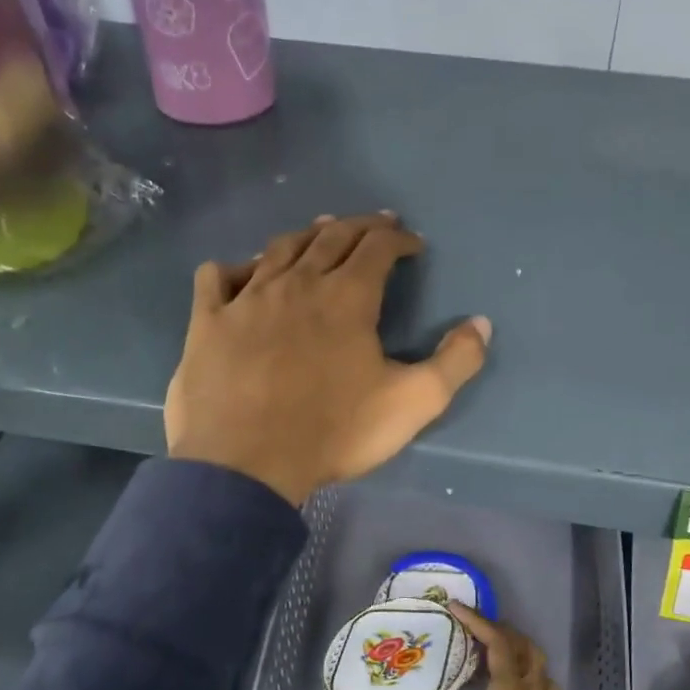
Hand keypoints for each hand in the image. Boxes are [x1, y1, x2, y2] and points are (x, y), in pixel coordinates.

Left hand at [165, 212, 490, 506]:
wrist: (245, 465)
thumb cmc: (334, 431)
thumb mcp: (413, 403)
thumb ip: (455, 362)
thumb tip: (481, 323)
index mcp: (347, 297)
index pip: (378, 247)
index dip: (398, 239)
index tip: (413, 244)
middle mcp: (297, 284)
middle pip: (331, 236)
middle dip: (360, 226)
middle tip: (377, 225)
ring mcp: (247, 298)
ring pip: (279, 248)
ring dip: (306, 235)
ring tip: (321, 231)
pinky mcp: (208, 321)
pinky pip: (217, 277)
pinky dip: (235, 267)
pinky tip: (244, 273)